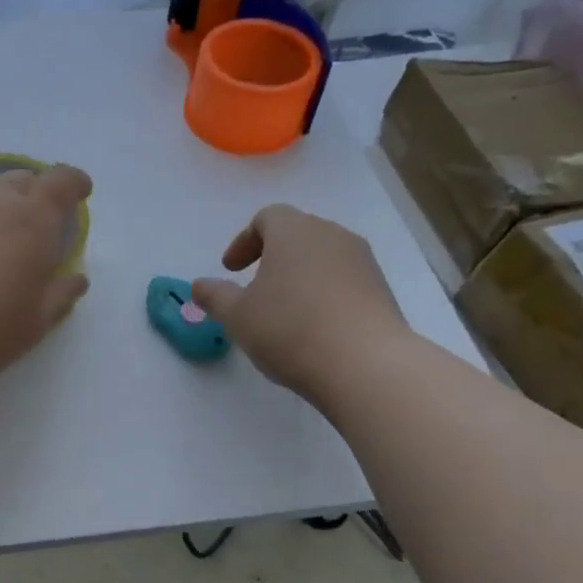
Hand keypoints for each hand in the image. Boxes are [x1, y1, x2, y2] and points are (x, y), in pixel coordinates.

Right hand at [192, 205, 413, 401]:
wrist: (366, 365)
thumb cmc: (289, 329)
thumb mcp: (237, 315)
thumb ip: (215, 296)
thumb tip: (199, 285)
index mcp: (294, 232)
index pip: (267, 217)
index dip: (244, 241)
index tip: (231, 270)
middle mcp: (332, 236)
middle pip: (298, 234)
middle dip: (272, 256)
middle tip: (254, 287)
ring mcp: (363, 262)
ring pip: (323, 258)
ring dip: (299, 276)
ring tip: (283, 310)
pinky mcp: (382, 290)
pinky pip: (344, 281)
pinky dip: (323, 294)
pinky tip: (313, 327)